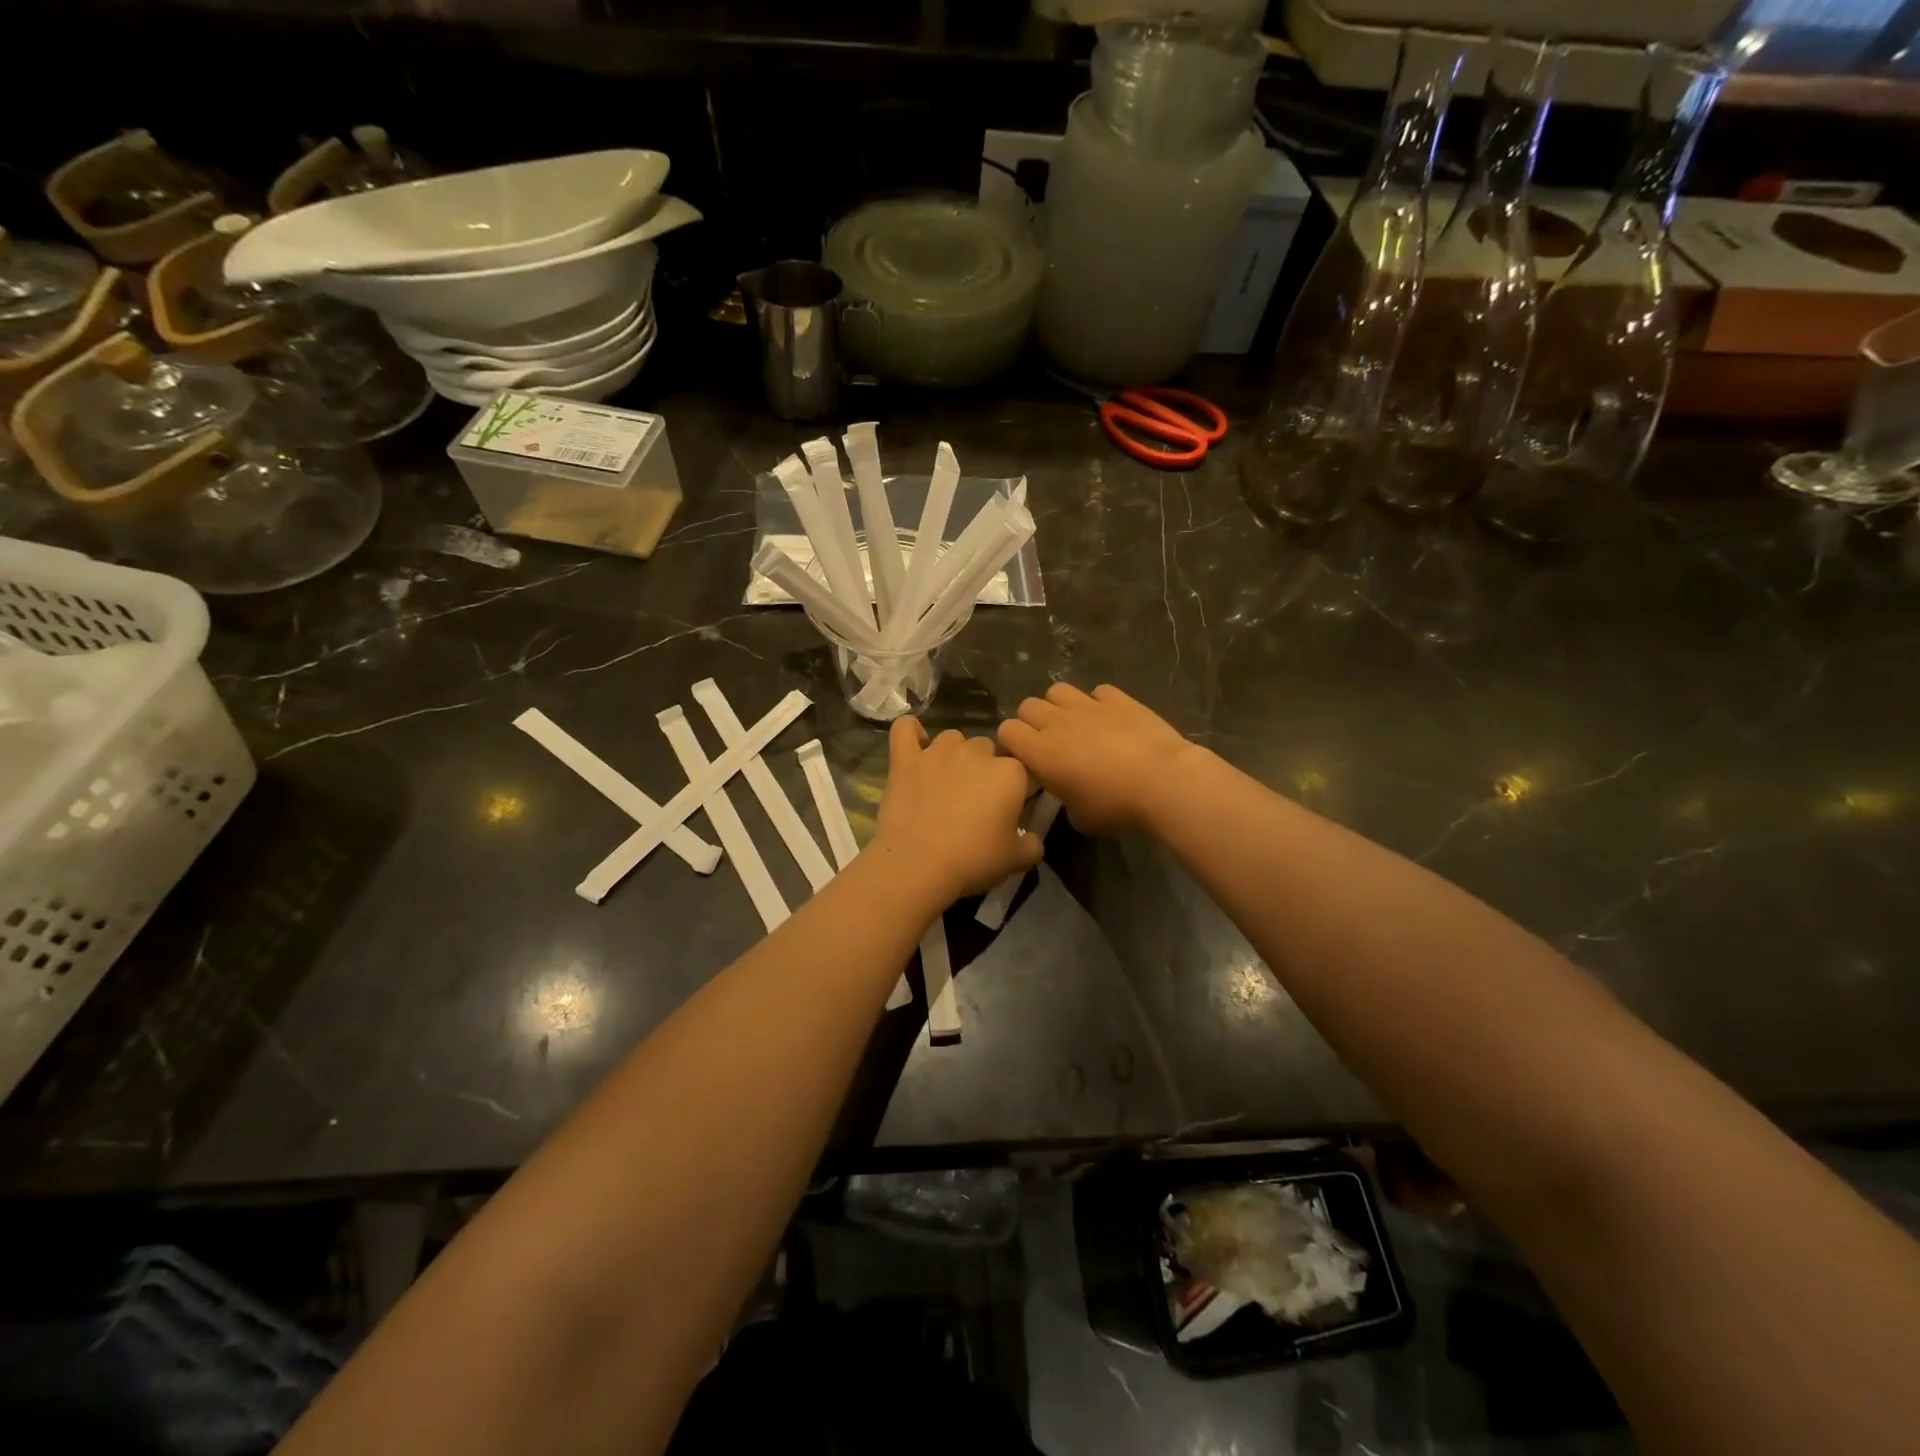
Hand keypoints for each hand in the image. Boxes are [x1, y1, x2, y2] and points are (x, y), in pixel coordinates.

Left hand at [871, 719, 1041, 903]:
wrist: (918, 863)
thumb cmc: (973, 859)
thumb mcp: (1016, 859)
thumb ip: (1032, 844)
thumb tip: (1032, 839)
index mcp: (1010, 772)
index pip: (1020, 769)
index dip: (1014, 789)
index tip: (1006, 810)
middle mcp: (976, 752)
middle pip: (986, 749)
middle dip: (983, 768)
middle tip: (974, 800)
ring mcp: (938, 751)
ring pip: (952, 739)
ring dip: (953, 754)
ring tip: (946, 780)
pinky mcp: (906, 758)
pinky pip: (906, 729)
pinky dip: (911, 731)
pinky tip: (915, 742)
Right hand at [997, 682, 1201, 833]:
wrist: (1164, 782)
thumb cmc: (1116, 806)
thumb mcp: (1080, 818)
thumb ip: (1063, 799)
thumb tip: (1068, 794)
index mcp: (1040, 751)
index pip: (1006, 731)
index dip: (1012, 744)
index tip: (1026, 760)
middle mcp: (1057, 722)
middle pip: (1028, 705)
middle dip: (1033, 721)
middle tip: (1050, 743)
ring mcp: (1088, 706)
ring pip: (1058, 691)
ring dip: (1060, 706)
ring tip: (1075, 725)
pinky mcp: (1119, 699)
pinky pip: (1097, 692)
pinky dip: (1099, 703)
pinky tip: (1110, 720)